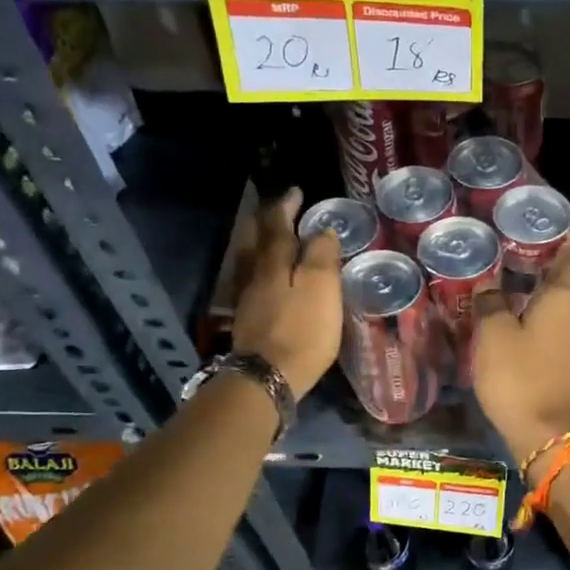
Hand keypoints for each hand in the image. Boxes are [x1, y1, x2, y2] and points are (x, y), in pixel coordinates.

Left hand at [231, 189, 341, 398]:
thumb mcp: (321, 289)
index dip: (286, 206)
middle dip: (265, 221)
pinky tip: (266, 279)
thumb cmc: (302, 331)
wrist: (268, 377)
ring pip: (249, 261)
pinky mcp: (247, 322)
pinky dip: (260, 271)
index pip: (277, 225)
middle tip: (278, 211)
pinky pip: (251, 283)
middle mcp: (255, 275)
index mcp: (274, 263)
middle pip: (254, 240)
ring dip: (259, 245)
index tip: (295, 191)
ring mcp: (246, 300)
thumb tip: (322, 231)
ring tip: (272, 240)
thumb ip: (322, 256)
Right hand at [473, 239, 569, 466]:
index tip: (544, 229)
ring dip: (548, 295)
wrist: (547, 432)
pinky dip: (548, 319)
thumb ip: (490, 302)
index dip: (558, 243)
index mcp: (563, 298)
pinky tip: (525, 321)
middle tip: (522, 255)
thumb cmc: (519, 375)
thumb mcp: (493, 334)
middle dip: (552, 267)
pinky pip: (563, 328)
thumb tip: (489, 284)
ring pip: (567, 307)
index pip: (567, 258)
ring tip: (519, 286)